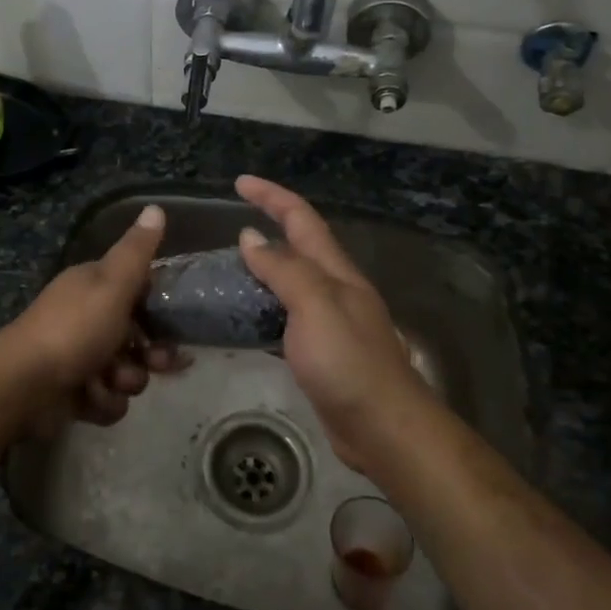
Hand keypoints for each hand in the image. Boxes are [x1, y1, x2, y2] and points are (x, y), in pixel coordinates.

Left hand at [3, 204, 186, 428]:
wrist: (25, 385)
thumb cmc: (75, 328)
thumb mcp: (112, 283)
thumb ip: (137, 251)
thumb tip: (156, 206)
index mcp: (93, 286)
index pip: (138, 290)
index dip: (161, 308)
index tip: (177, 325)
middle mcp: (85, 317)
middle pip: (136, 336)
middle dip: (150, 354)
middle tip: (157, 364)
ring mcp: (77, 356)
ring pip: (124, 372)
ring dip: (124, 381)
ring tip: (110, 382)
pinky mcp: (72, 392)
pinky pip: (105, 399)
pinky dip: (102, 402)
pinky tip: (90, 399)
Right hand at [235, 175, 432, 469]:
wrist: (383, 427)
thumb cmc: (348, 362)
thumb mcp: (315, 305)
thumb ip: (283, 269)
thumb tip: (250, 237)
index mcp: (335, 272)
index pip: (301, 219)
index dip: (272, 196)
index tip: (240, 182)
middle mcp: (334, 289)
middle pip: (299, 245)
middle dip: (268, 225)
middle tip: (228, 226)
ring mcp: (329, 321)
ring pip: (291, 281)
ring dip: (263, 268)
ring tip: (227, 269)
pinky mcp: (320, 351)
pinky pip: (286, 315)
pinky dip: (263, 306)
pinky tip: (245, 318)